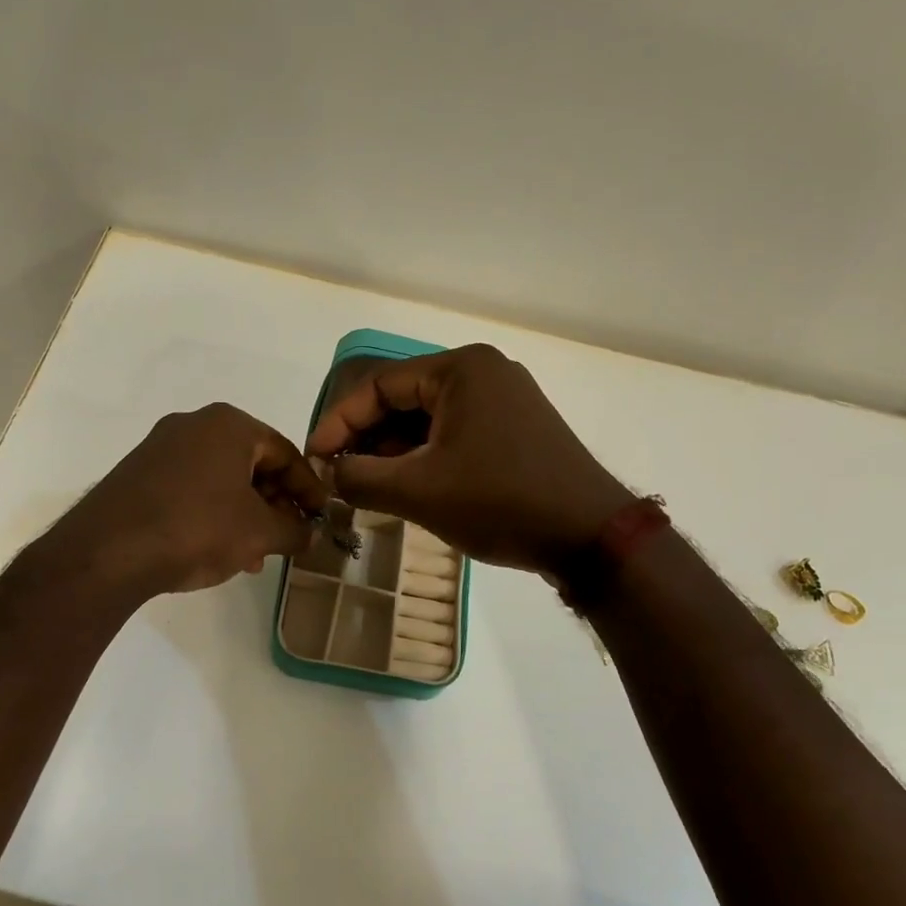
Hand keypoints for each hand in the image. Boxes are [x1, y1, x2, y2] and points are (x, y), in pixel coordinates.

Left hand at [54, 403, 328, 596]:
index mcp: (229, 425)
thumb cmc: (197, 528)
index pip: (285, 452)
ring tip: (254, 555)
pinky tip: (218, 549)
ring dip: (245, 514)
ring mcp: (161, 447)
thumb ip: (294, 530)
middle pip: (252, 463)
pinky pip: (191, 487)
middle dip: (274, 504)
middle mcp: (194, 425)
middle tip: (287, 537)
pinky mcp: (138, 473)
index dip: (309, 488)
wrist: (108, 551)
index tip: (321, 517)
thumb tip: (312, 534)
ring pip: (221, 479)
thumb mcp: (258, 533)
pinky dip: (213, 513)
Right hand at [304, 344, 630, 574]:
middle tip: (339, 474)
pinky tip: (408, 485)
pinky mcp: (516, 428)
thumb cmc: (500, 502)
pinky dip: (426, 456)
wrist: (590, 536)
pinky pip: (455, 433)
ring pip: (429, 418)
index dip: (339, 422)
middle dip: (367, 438)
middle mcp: (484, 371)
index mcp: (460, 368)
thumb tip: (329, 473)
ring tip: (368, 485)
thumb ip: (360, 478)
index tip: (315, 458)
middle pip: (404, 398)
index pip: (379, 386)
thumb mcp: (418, 492)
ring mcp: (505, 399)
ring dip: (394, 450)